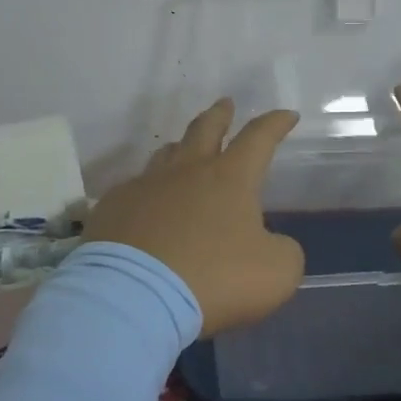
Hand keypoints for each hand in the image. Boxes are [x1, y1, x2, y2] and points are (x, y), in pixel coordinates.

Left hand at [83, 99, 304, 336]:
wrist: (132, 297)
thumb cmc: (212, 279)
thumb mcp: (275, 273)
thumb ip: (283, 251)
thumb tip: (271, 244)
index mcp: (230, 179)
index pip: (259, 138)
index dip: (275, 124)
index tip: (287, 115)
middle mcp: (187, 171)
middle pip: (205, 129)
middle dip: (220, 114)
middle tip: (225, 103)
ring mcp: (145, 187)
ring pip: (166, 154)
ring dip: (181, 147)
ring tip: (185, 149)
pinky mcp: (113, 208)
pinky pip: (134, 189)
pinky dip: (148, 192)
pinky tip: (147, 206)